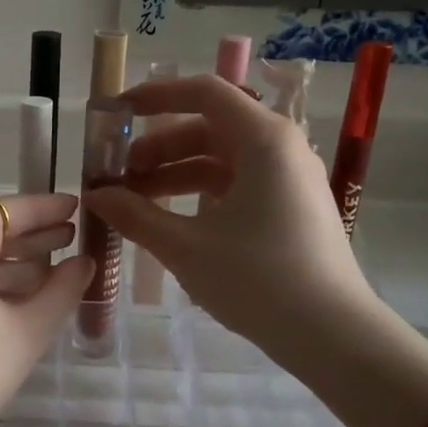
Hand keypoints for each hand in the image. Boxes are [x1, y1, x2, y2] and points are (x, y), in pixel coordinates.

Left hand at [0, 193, 93, 426]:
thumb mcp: (24, 333)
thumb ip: (62, 290)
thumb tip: (84, 263)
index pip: (12, 208)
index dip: (48, 209)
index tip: (78, 206)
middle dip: (31, 235)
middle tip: (72, 240)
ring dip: (7, 258)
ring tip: (52, 270)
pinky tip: (12, 293)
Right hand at [84, 75, 379, 357]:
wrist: (332, 334)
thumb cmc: (257, 279)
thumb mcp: (185, 246)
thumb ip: (135, 215)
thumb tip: (95, 196)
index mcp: (263, 139)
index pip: (203, 92)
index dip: (155, 96)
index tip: (116, 113)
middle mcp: (281, 147)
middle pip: (209, 127)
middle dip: (158, 147)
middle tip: (119, 176)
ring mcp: (289, 177)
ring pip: (221, 158)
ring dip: (175, 172)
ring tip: (135, 202)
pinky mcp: (290, 206)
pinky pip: (237, 183)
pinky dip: (200, 192)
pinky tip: (171, 219)